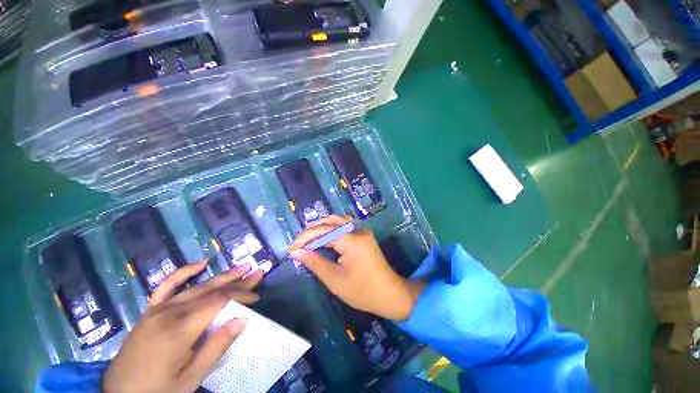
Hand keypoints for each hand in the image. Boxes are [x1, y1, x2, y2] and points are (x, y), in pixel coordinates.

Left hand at [103, 261, 263, 392]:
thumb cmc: (158, 390)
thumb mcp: (190, 379)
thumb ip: (216, 347)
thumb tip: (242, 319)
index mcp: (179, 330)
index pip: (218, 302)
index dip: (240, 296)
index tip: (256, 297)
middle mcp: (169, 313)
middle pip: (211, 291)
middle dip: (237, 282)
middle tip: (257, 273)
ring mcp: (158, 309)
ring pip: (196, 287)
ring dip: (222, 276)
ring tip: (242, 267)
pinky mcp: (150, 310)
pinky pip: (167, 285)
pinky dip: (185, 272)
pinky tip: (201, 263)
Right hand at [289, 215, 424, 320]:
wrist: (390, 294)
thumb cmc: (363, 291)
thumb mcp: (335, 279)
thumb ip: (315, 262)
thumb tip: (297, 252)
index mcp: (352, 240)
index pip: (323, 231)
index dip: (305, 238)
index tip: (291, 249)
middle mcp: (358, 230)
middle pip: (330, 221)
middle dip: (312, 230)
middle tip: (299, 243)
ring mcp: (363, 231)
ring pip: (338, 221)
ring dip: (322, 227)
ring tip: (308, 240)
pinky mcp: (364, 235)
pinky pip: (345, 226)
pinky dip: (331, 229)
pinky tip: (323, 238)